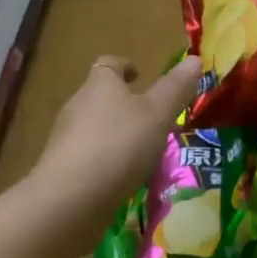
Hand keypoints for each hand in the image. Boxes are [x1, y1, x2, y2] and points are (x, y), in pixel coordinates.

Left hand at [27, 54, 201, 230]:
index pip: (109, 64)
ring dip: (115, 133)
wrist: (71, 199)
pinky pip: (88, 156)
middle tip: (151, 117)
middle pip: (99, 96)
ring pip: (93, 127)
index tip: (139, 74)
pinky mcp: (62, 169)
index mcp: (100, 85)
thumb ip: (176, 88)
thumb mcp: (158, 114)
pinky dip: (105, 160)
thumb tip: (194, 58)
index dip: (124, 66)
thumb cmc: (119, 144)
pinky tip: (121, 176)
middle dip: (123, 103)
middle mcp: (77, 105)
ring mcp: (66, 139)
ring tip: (141, 150)